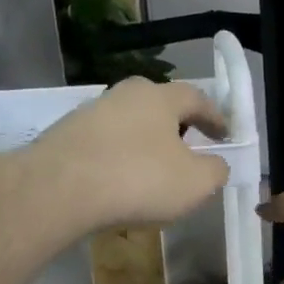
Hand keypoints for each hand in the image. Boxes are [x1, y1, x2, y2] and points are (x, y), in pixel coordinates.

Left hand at [24, 78, 230, 232]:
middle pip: (159, 106)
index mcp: (160, 97)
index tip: (224, 135)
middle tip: (188, 149)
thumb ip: (215, 171)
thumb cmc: (139, 179)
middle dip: (177, 126)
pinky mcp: (65, 135)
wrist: (58, 189)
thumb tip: (216, 164)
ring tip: (152, 172)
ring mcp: (90, 113)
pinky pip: (104, 144)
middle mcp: (124, 94)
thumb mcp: (195, 183)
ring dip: (145, 143)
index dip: (215, 117)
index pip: (197, 98)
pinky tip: (119, 183)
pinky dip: (118, 158)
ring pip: (129, 124)